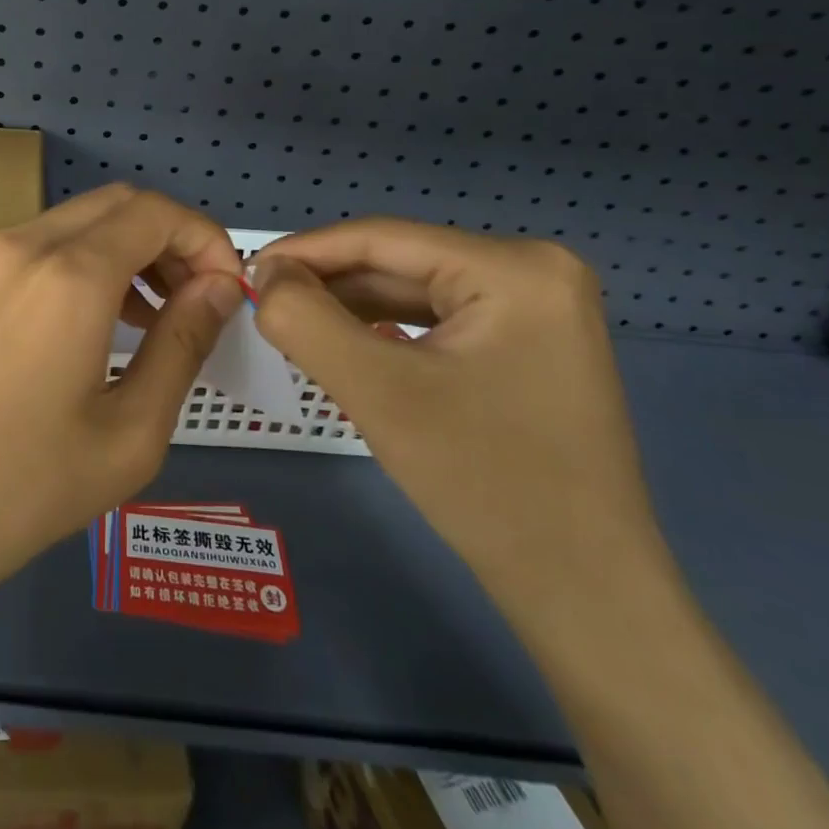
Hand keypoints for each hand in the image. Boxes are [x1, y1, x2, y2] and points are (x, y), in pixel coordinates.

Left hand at [0, 184, 244, 619]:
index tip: (226, 290)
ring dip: (124, 250)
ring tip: (150, 317)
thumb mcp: (130, 431)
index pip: (157, 213)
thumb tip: (221, 287)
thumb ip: (184, 343)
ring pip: (74, 221)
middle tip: (194, 301)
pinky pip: (34, 246)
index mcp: (68, 274)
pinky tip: (87, 322)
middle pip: (117, 204)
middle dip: (169, 240)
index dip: (206, 239)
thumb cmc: (24, 489)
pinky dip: (79, 262)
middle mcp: (21, 244)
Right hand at [251, 222, 669, 631]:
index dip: (304, 250)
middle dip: (327, 284)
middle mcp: (533, 270)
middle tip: (262, 305)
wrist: (583, 590)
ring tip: (292, 325)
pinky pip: (437, 319)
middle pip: (400, 263)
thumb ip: (305, 320)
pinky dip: (385, 330)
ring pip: (414, 290)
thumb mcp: (377, 392)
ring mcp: (537, 308)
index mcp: (514, 267)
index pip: (383, 238)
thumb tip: (265, 273)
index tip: (245, 272)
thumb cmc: (484, 482)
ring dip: (350, 308)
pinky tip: (344, 345)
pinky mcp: (529, 343)